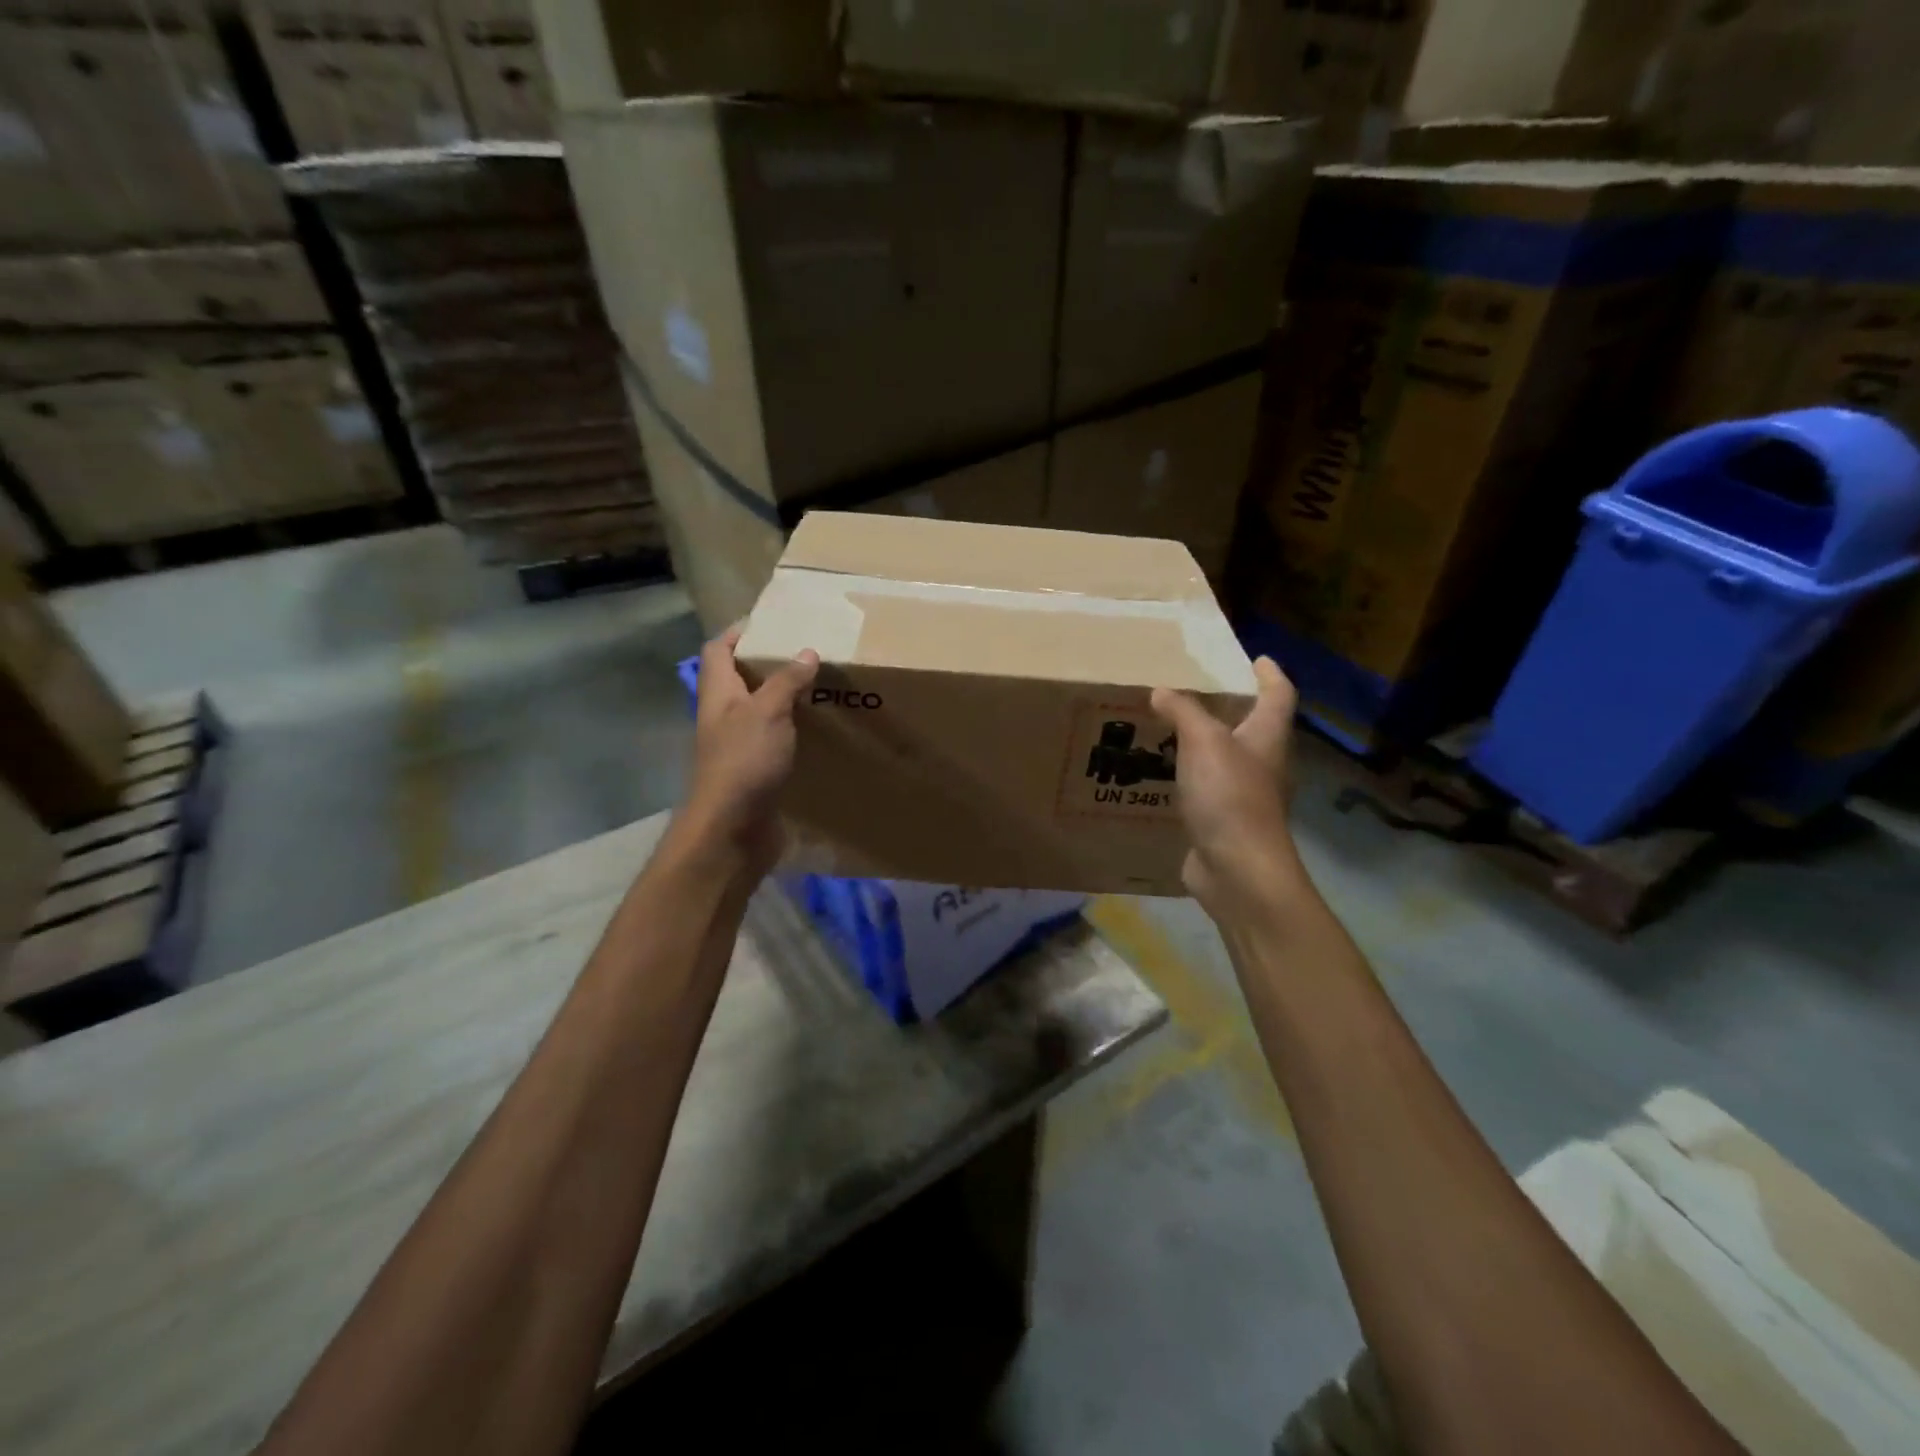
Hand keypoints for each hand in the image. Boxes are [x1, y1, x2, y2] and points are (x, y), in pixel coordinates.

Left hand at [677, 626, 818, 877]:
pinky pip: (774, 741)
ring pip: (760, 711)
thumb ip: (786, 681)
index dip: (739, 632)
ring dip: (784, 699)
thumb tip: (806, 652)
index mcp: (719, 694)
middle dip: (769, 665)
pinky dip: (793, 732)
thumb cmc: (744, 762)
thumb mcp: (768, 712)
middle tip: (808, 654)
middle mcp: (724, 716)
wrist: (732, 829)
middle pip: (740, 679)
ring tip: (820, 687)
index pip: (719, 649)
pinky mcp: (755, 772)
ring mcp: (738, 746)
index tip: (773, 622)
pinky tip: (818, 731)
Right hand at [1151, 657, 1301, 917]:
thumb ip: (1183, 712)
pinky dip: (1190, 776)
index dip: (1270, 674)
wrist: (1237, 869)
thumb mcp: (1203, 742)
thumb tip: (1161, 691)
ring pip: (1228, 759)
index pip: (1278, 695)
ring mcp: (1246, 796)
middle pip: (1255, 727)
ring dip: (1205, 743)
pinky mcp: (1225, 822)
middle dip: (1232, 708)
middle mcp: (1264, 764)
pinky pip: (1207, 789)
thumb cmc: (1229, 796)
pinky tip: (1163, 775)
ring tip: (1170, 729)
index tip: (1257, 658)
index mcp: (1268, 737)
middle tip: (1197, 691)